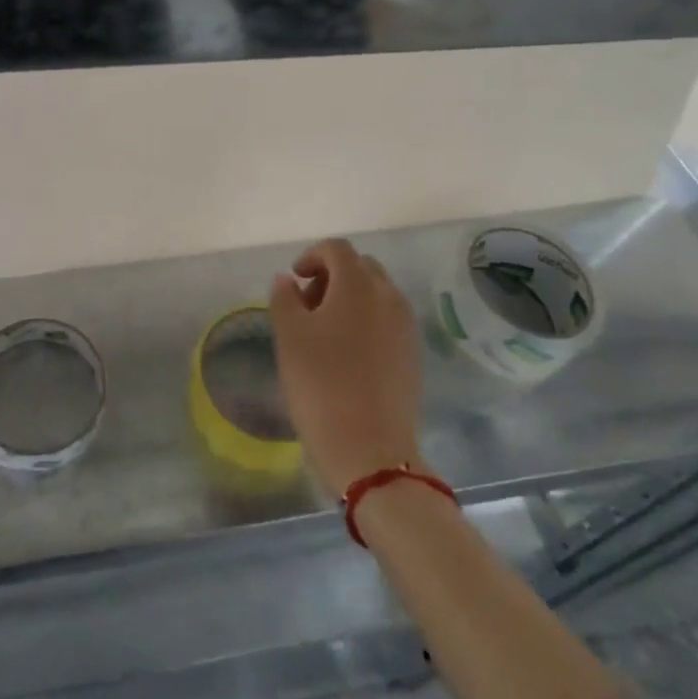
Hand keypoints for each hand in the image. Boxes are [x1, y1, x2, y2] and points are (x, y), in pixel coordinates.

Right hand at [269, 239, 423, 496]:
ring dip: (350, 298)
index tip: (294, 280)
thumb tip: (287, 280)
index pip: (337, 249)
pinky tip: (348, 354)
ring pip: (377, 293)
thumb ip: (284, 298)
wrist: (371, 450)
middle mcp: (389, 297)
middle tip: (307, 304)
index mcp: (359, 285)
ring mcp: (406, 326)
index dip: (312, 256)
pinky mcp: (413, 354)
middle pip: (360, 267)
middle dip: (332, 275)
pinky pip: (388, 320)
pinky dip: (367, 320)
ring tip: (324, 332)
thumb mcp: (289, 337)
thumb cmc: (322, 385)